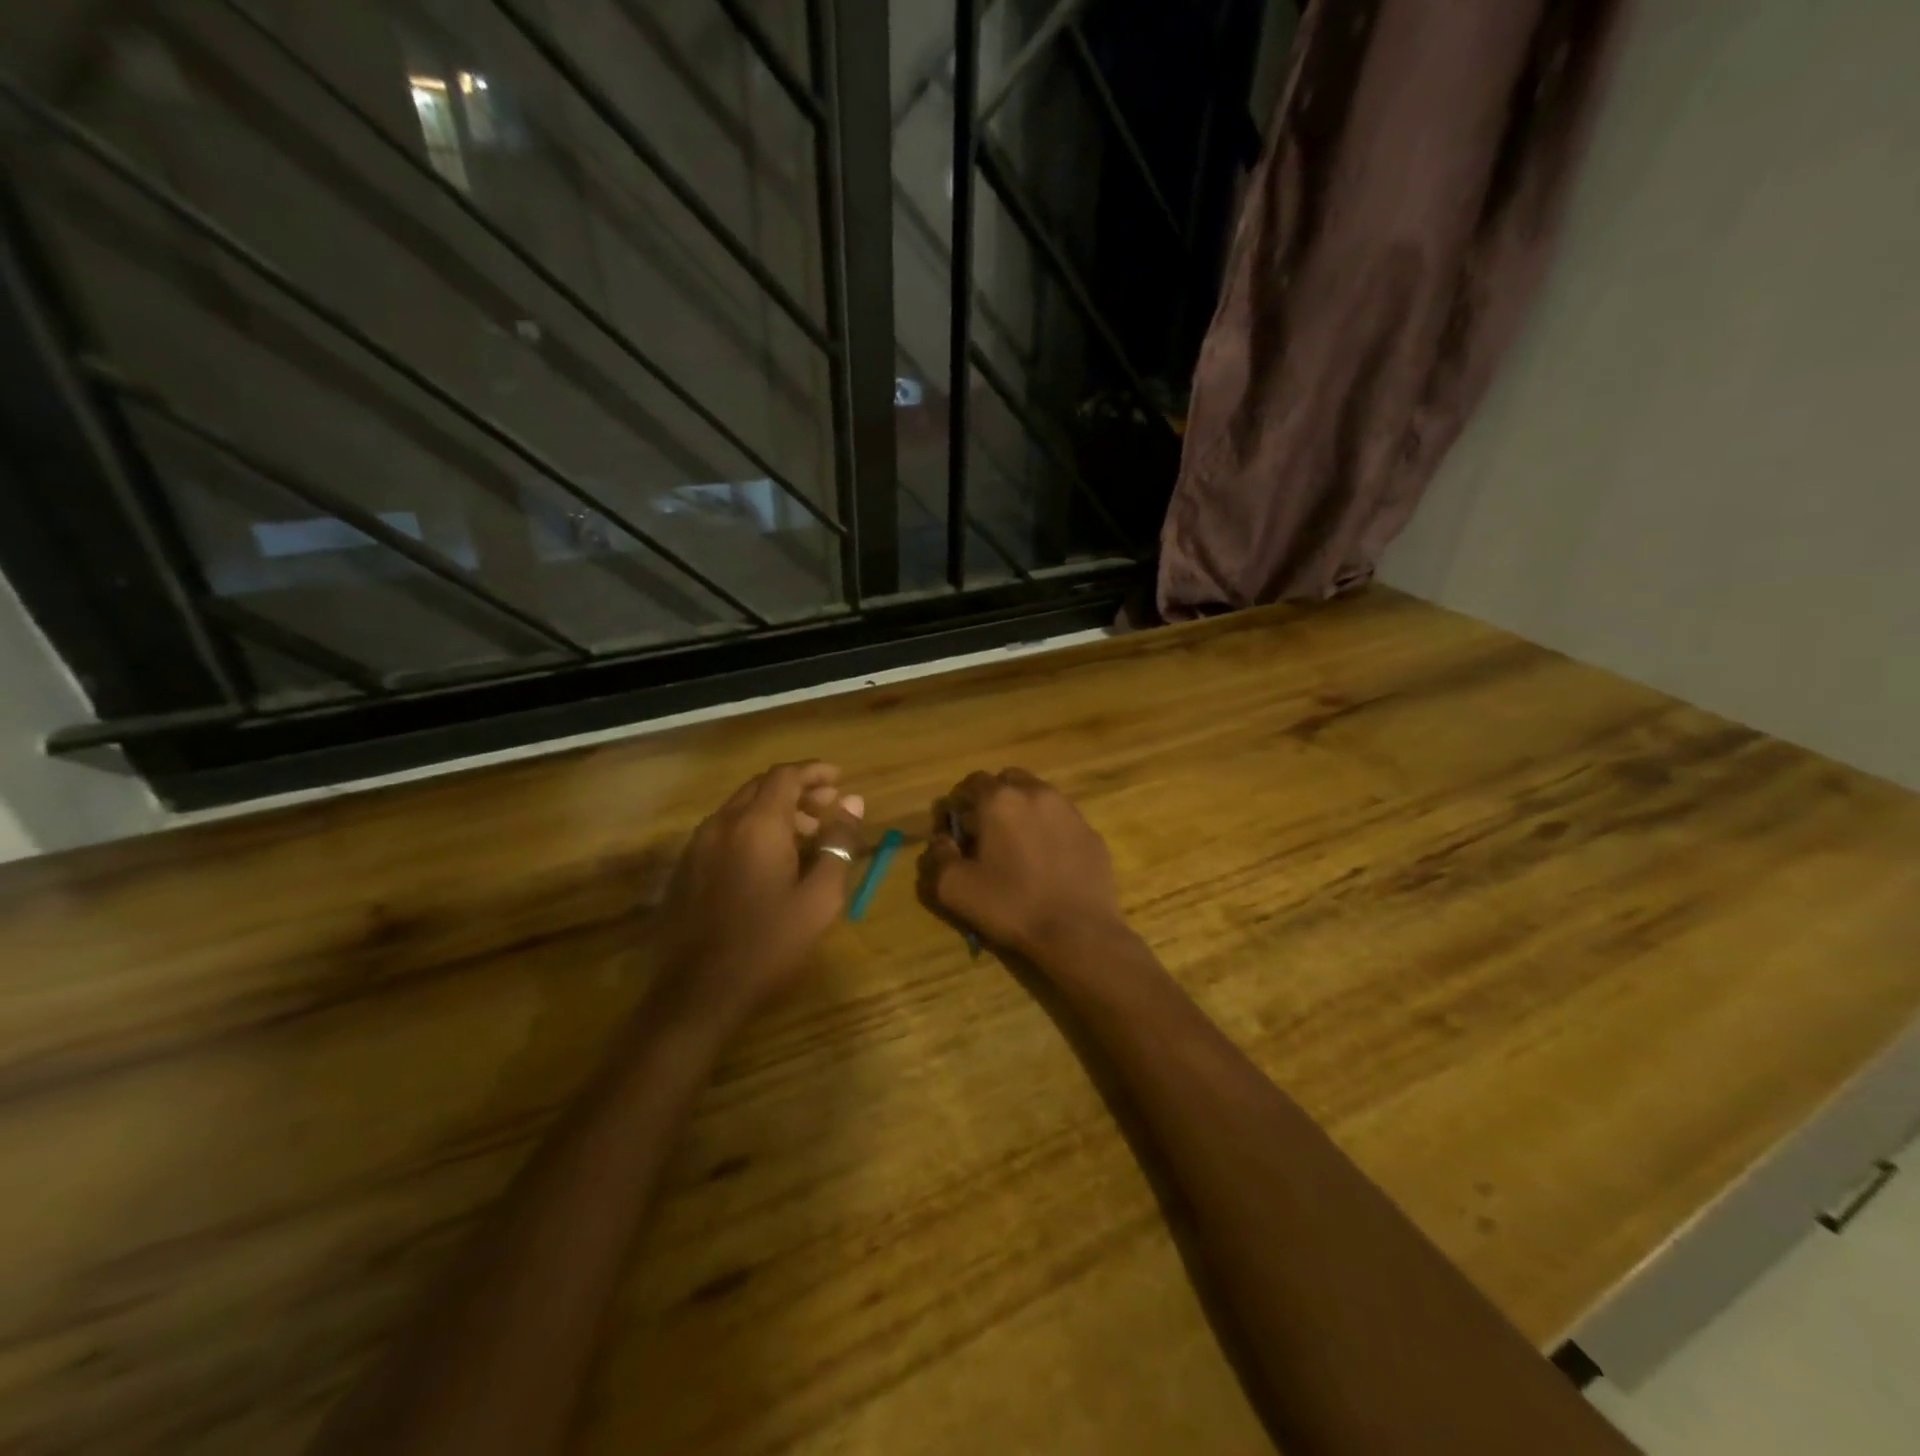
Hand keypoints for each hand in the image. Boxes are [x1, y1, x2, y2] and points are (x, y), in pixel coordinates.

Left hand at [652, 761, 865, 1024]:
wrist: (698, 994)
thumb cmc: (769, 944)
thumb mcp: (820, 898)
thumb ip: (838, 844)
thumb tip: (854, 803)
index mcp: (757, 825)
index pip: (786, 776)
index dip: (815, 771)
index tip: (840, 778)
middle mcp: (722, 824)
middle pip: (761, 787)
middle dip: (797, 790)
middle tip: (828, 806)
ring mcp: (697, 847)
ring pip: (740, 809)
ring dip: (775, 811)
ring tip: (806, 836)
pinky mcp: (685, 870)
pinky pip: (723, 832)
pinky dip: (752, 830)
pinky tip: (769, 861)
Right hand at [917, 770, 1127, 960]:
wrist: (1079, 933)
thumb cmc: (1011, 906)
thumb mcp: (954, 888)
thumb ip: (937, 856)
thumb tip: (941, 839)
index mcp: (1000, 800)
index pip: (971, 782)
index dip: (959, 805)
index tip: (956, 833)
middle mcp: (1036, 793)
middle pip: (1008, 781)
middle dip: (993, 800)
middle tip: (986, 835)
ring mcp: (1069, 811)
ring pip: (1038, 796)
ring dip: (1022, 811)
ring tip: (1018, 848)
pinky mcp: (1091, 833)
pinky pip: (1062, 820)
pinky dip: (1049, 830)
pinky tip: (1047, 862)